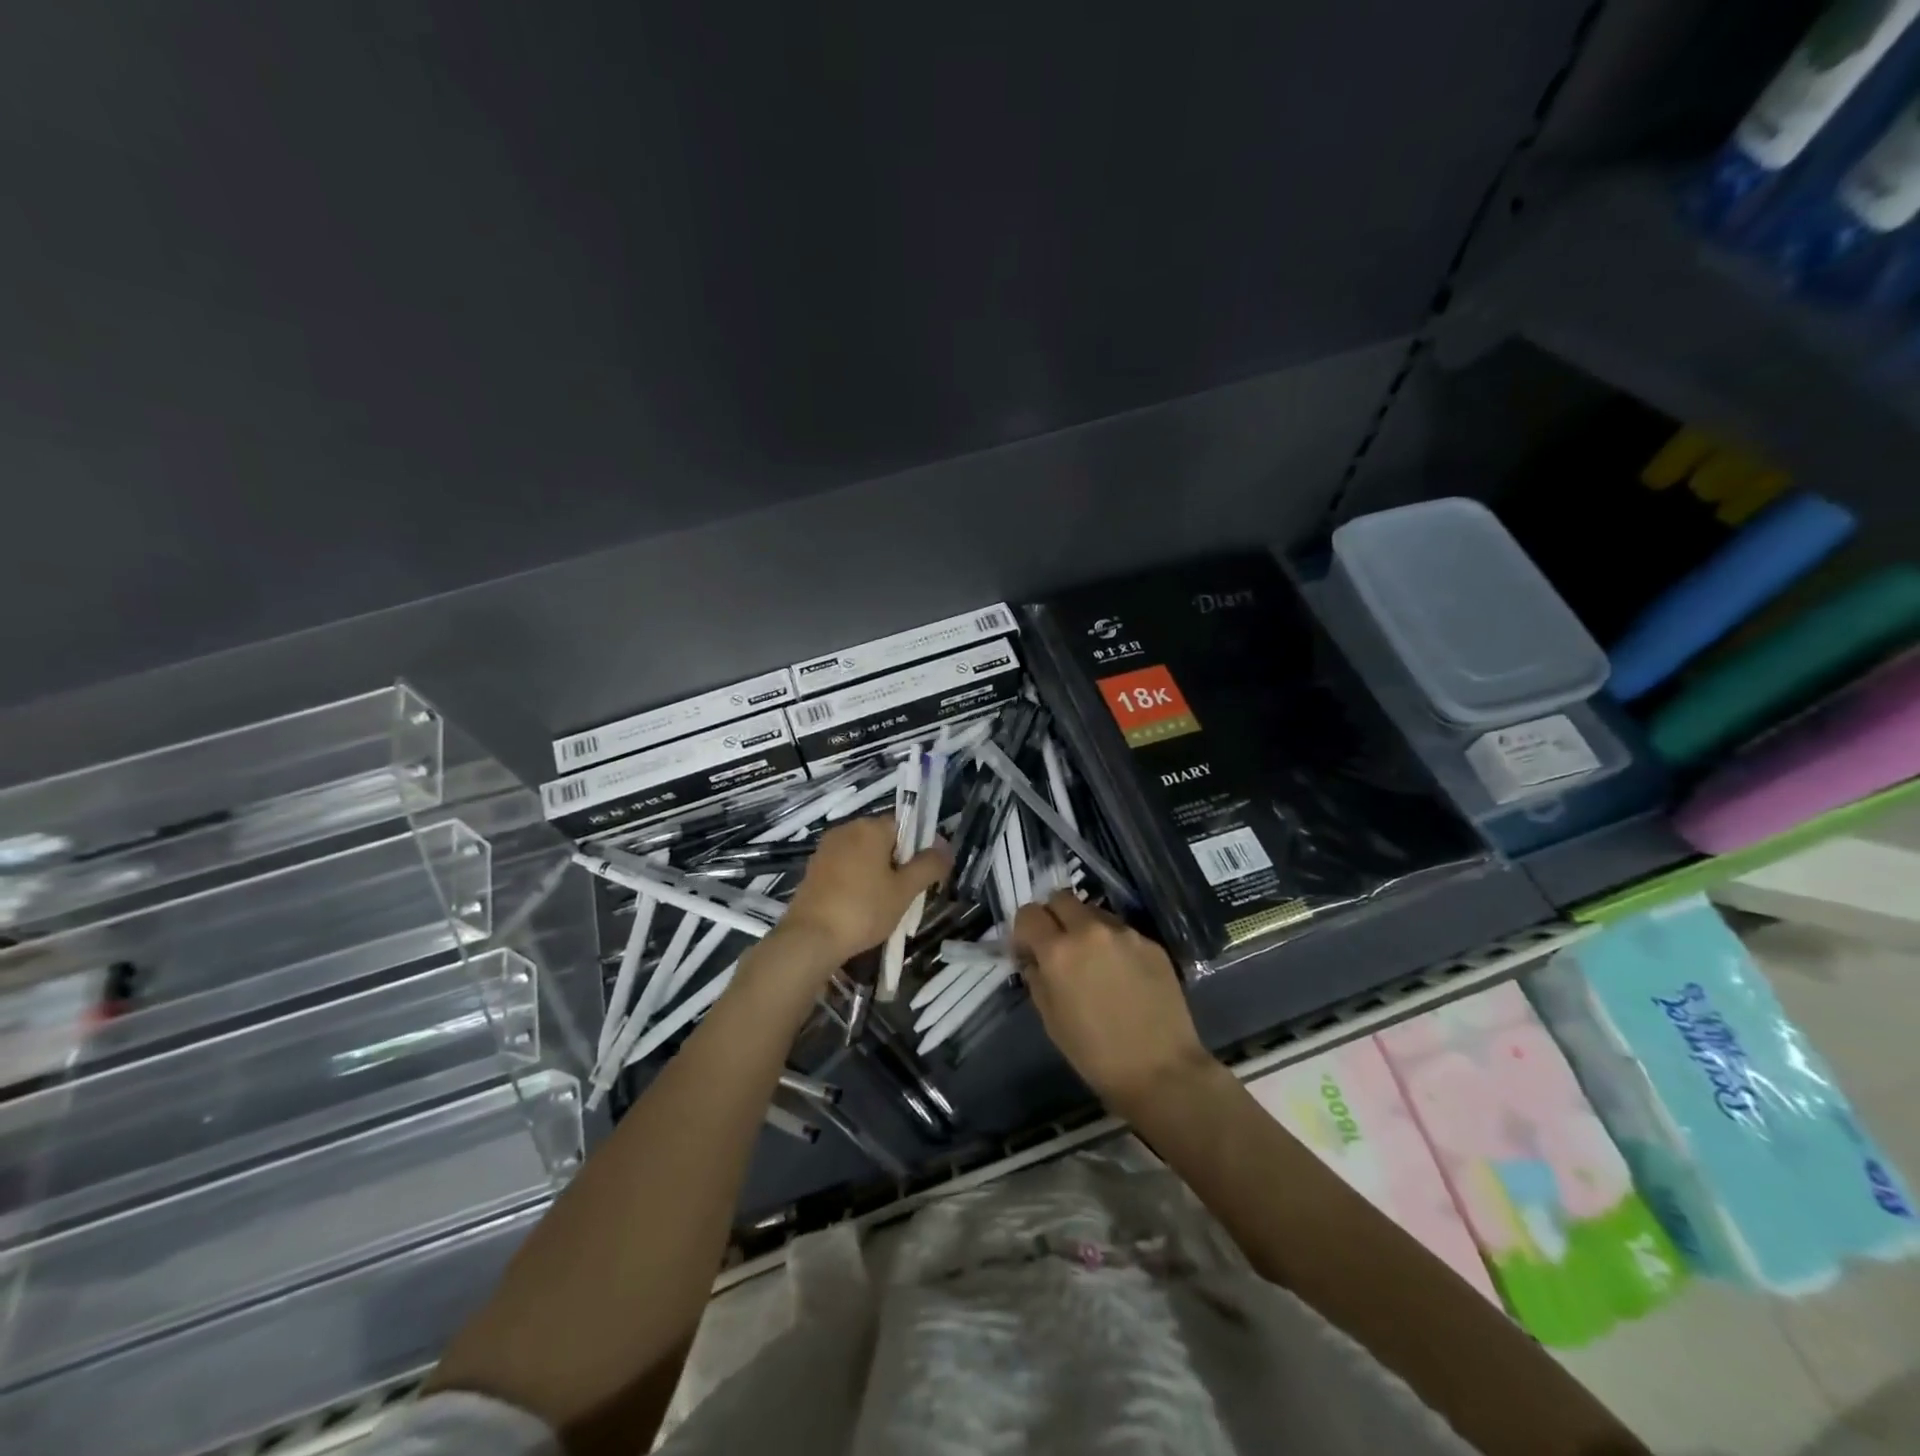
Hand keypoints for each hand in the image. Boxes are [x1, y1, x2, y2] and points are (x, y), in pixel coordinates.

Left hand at [775, 815, 949, 966]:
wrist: (810, 939)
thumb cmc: (863, 910)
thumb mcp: (905, 890)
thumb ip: (929, 865)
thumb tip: (946, 847)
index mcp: (870, 827)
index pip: (906, 825)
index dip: (920, 848)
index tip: (925, 876)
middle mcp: (846, 829)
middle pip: (884, 839)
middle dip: (899, 863)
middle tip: (907, 894)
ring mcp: (826, 849)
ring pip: (864, 855)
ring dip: (878, 874)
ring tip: (884, 905)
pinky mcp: (814, 869)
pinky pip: (845, 868)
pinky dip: (857, 882)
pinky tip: (860, 908)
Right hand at [1013, 892, 1215, 1115]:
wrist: (1162, 1070)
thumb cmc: (1096, 1054)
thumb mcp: (1051, 1020)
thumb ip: (1037, 979)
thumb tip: (1034, 960)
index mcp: (1059, 951)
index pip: (1029, 914)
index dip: (1024, 931)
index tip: (1028, 951)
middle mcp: (1091, 931)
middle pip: (1061, 898)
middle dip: (1053, 917)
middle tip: (1058, 947)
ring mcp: (1125, 933)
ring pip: (1094, 912)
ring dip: (1085, 928)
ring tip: (1094, 962)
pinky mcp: (1151, 943)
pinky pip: (1122, 932)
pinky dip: (1113, 944)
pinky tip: (1122, 975)